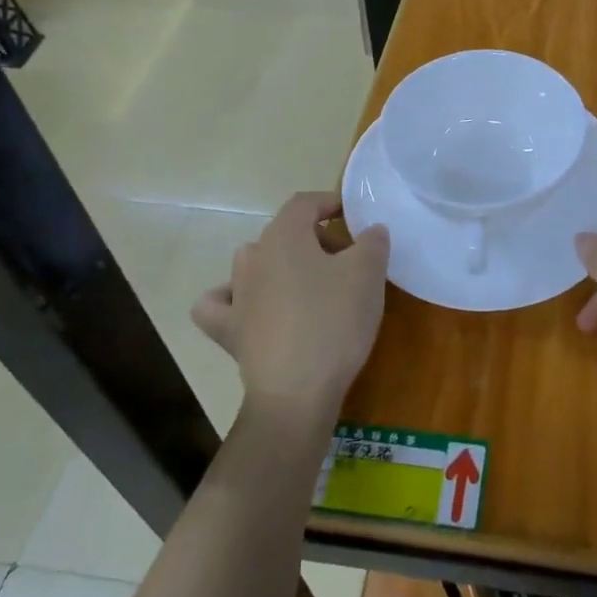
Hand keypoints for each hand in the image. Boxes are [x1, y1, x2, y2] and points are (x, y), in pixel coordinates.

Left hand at [193, 192, 389, 424]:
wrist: (297, 394)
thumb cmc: (334, 322)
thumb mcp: (368, 273)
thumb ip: (373, 242)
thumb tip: (370, 231)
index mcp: (283, 236)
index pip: (304, 203)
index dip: (330, 202)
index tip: (354, 217)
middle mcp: (252, 258)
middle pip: (284, 233)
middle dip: (316, 239)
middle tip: (348, 261)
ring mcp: (236, 296)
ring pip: (255, 264)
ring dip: (282, 266)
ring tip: (311, 286)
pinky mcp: (229, 332)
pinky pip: (223, 304)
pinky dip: (235, 300)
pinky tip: (252, 309)